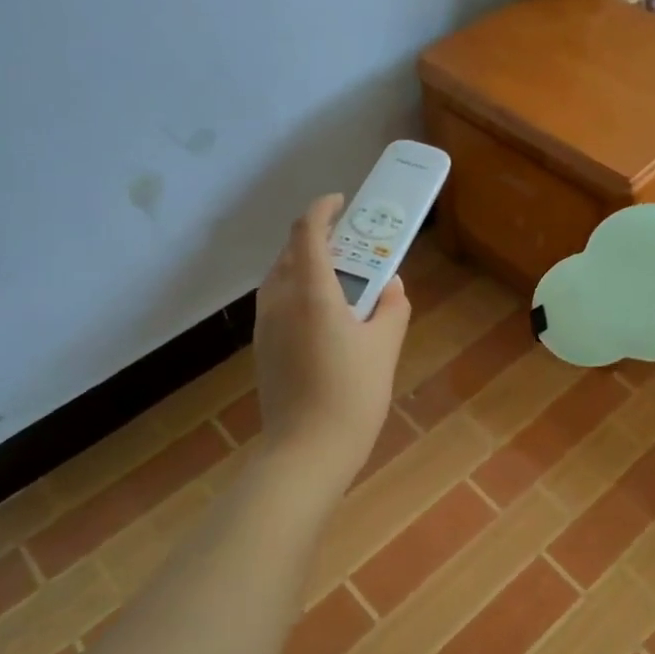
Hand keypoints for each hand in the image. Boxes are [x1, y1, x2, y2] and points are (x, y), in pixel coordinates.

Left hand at [254, 194, 410, 486]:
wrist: (307, 451)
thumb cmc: (352, 395)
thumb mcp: (385, 347)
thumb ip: (392, 307)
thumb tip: (391, 286)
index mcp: (313, 293)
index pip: (308, 232)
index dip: (323, 209)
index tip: (343, 202)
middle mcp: (280, 301)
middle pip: (291, 252)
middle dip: (319, 239)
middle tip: (352, 245)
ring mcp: (265, 325)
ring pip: (281, 278)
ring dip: (306, 266)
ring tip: (340, 280)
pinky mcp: (262, 347)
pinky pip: (278, 303)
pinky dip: (298, 292)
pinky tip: (325, 317)